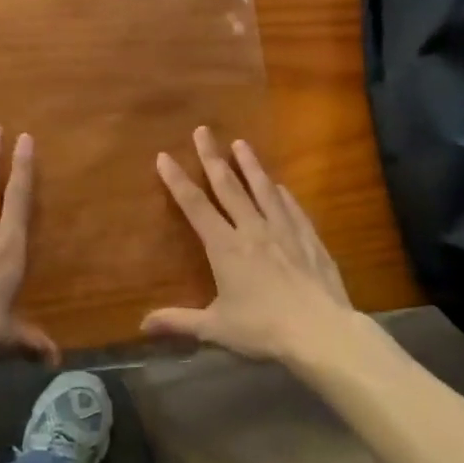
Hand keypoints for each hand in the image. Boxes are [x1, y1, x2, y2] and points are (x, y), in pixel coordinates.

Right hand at [144, 127, 354, 361]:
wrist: (321, 332)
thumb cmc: (264, 329)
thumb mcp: (216, 328)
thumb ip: (179, 322)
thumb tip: (142, 324)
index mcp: (225, 247)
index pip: (195, 206)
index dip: (177, 180)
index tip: (164, 156)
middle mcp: (252, 229)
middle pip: (228, 186)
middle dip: (212, 157)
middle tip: (203, 130)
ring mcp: (284, 230)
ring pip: (263, 189)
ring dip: (250, 165)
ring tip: (241, 144)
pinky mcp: (309, 238)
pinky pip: (292, 208)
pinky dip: (282, 194)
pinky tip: (280, 186)